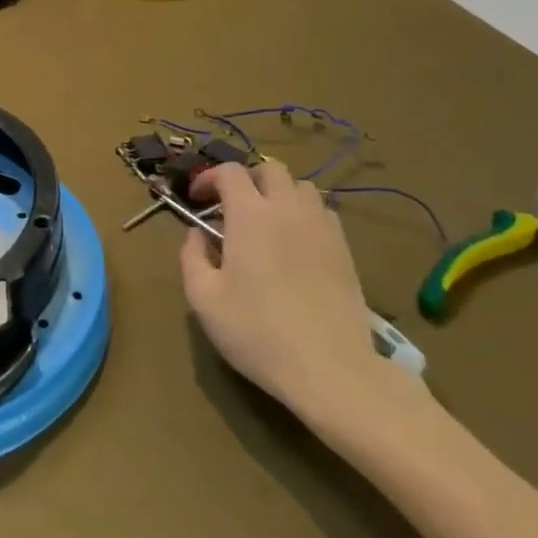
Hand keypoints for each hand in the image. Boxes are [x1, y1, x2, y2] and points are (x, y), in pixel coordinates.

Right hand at [180, 160, 426, 443]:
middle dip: (246, 179)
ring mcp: (321, 227)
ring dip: (278, 193)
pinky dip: (303, 214)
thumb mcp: (204, 299)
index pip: (229, 172)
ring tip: (265, 222)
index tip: (197, 199)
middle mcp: (288, 209)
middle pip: (270, 169)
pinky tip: (295, 243)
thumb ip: (192, 257)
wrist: (331, 368)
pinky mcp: (345, 249)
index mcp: (250, 215)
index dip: (209, 177)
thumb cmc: (257, 331)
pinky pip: (322, 212)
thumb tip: (197, 234)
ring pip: (301, 186)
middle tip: (231, 207)